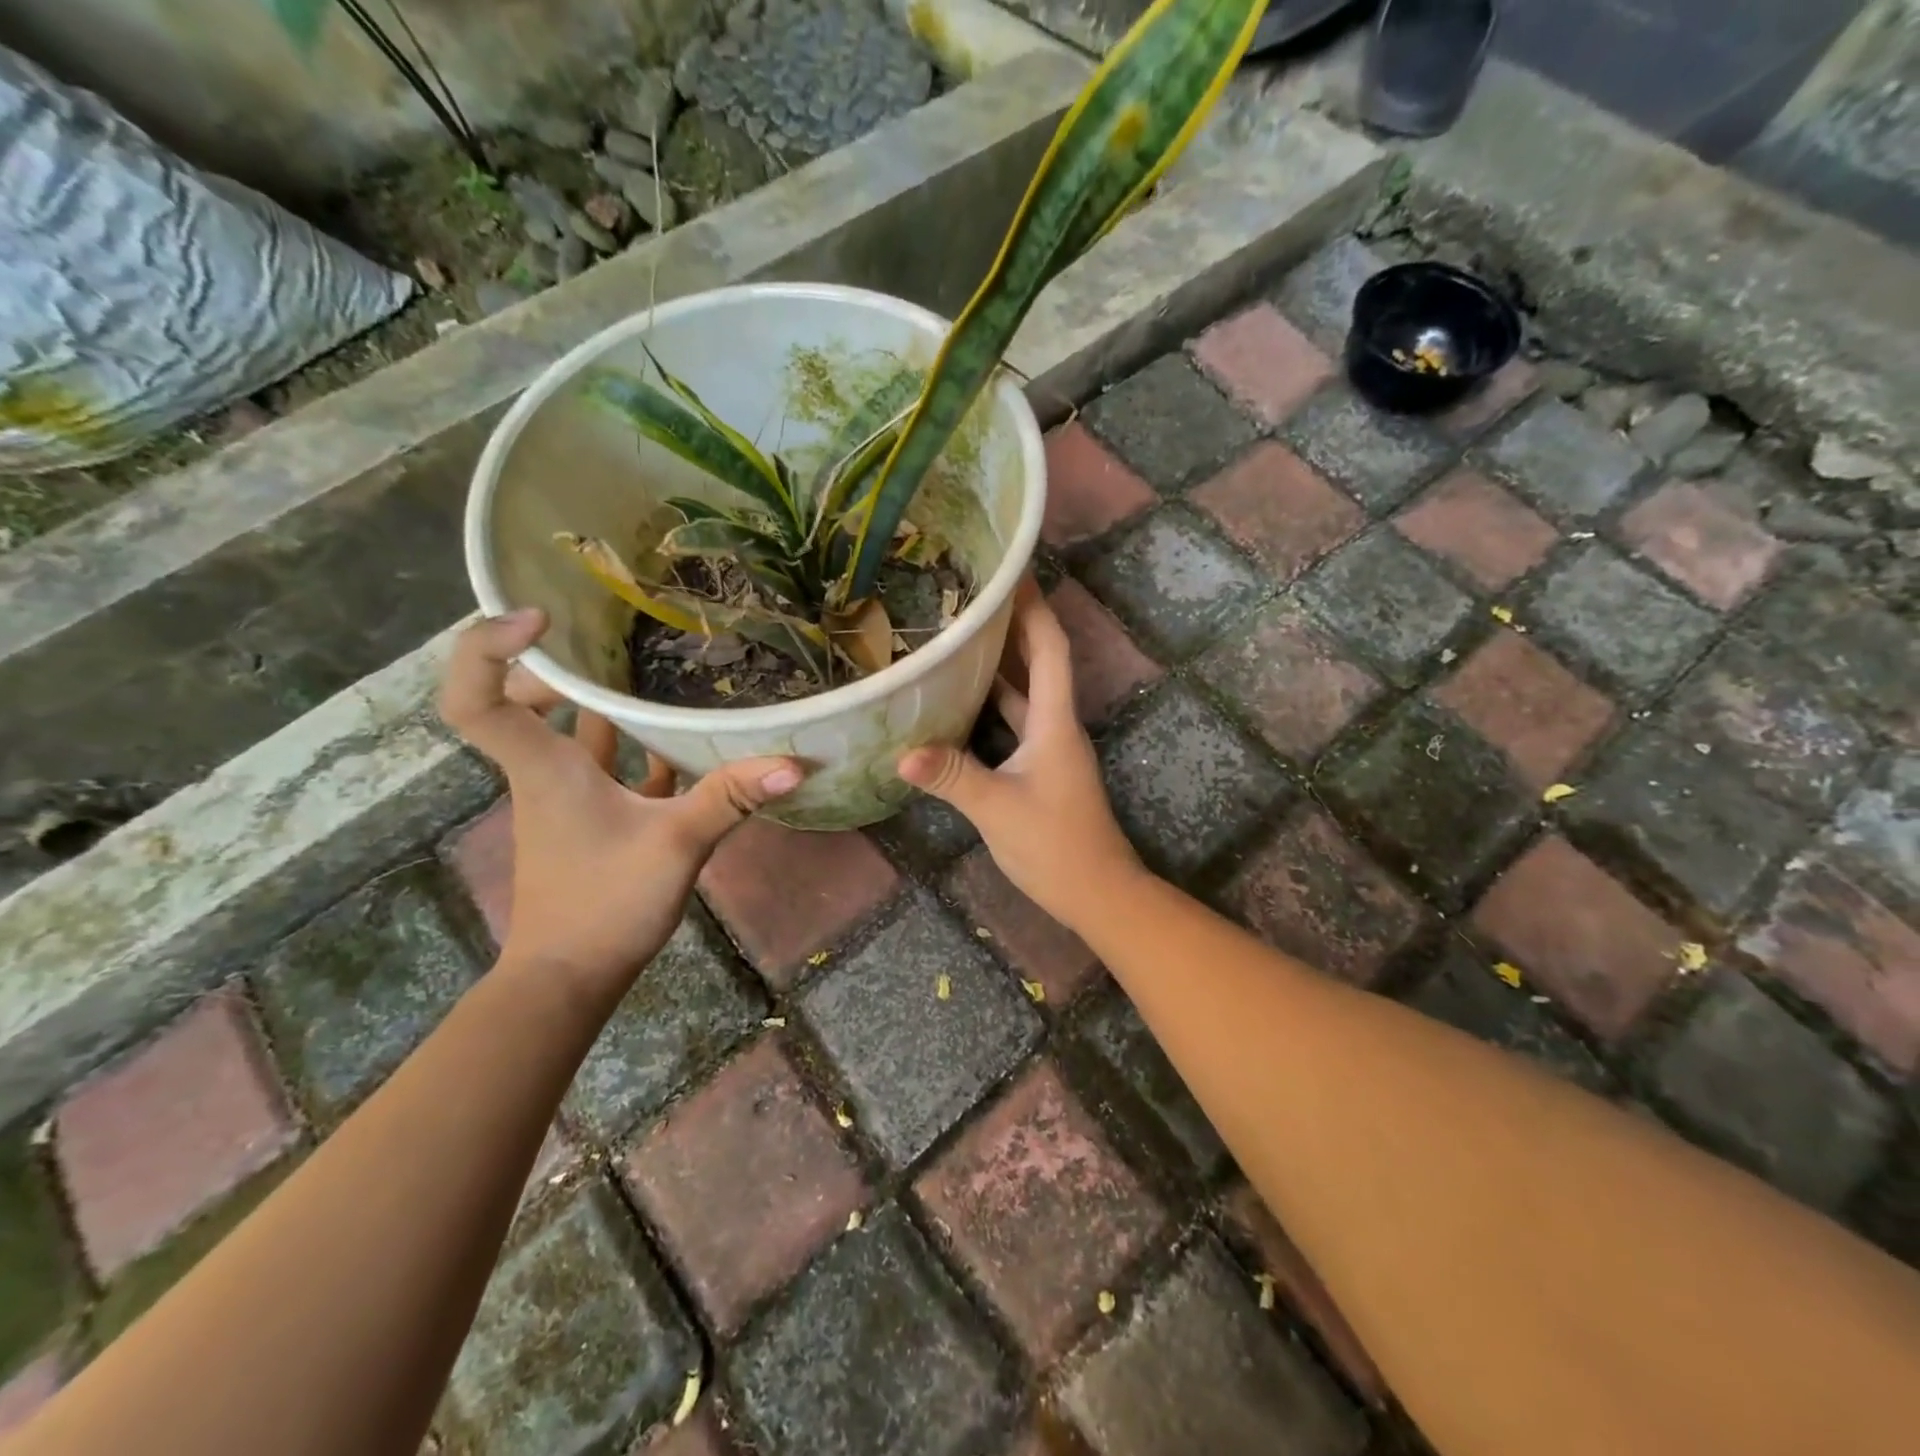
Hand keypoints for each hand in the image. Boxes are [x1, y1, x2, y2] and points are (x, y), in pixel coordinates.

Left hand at [439, 609, 802, 994]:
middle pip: (520, 702)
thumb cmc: (604, 905)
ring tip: (653, 669)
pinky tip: (680, 742)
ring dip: (602, 703)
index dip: (488, 647)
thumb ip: (731, 799)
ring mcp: (566, 798)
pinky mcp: (590, 820)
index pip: (477, 698)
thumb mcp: (676, 845)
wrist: (569, 979)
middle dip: (560, 666)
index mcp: (546, 767)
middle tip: (610, 640)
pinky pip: (606, 766)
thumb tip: (794, 763)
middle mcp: (546, 772)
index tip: (543, 619)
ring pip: (572, 734)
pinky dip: (634, 748)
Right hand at [898, 581, 1141, 932]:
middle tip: (972, 596)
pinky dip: (994, 704)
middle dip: (1012, 625)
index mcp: (1055, 721)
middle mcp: (1056, 725)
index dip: (1033, 608)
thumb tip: (900, 752)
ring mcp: (1050, 748)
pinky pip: (1016, 722)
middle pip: (1039, 662)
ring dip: (1001, 663)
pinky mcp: (1041, 768)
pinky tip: (962, 699)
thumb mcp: (998, 809)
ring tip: (961, 636)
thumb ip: (952, 777)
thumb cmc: (1056, 846)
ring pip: (1025, 692)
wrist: (1098, 892)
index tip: (1011, 571)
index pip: (1050, 648)